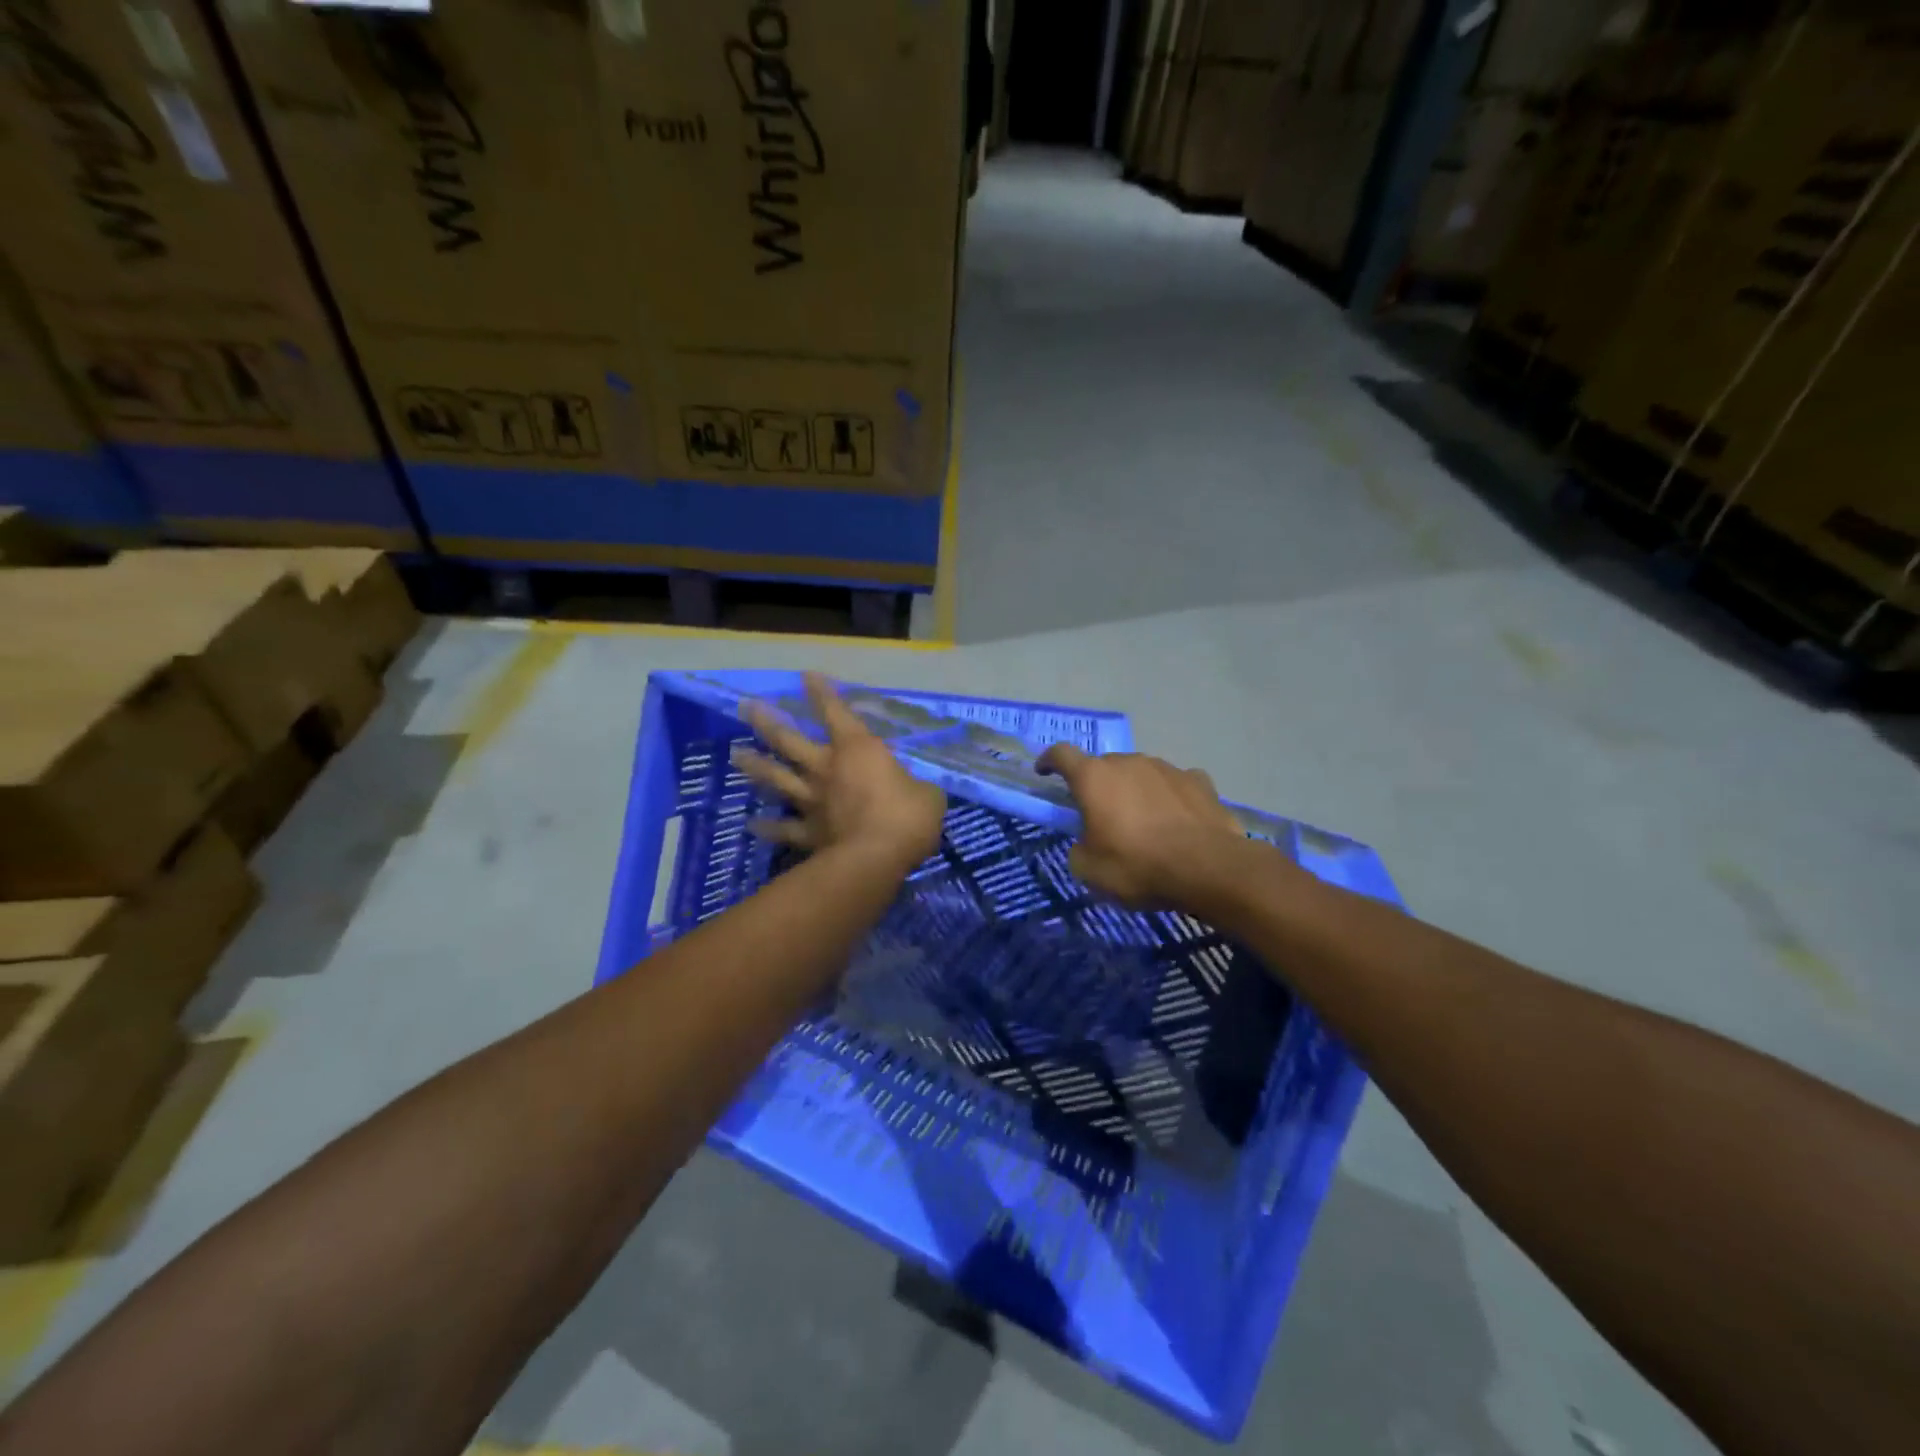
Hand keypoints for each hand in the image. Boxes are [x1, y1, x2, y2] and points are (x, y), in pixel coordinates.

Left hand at [735, 673, 946, 872]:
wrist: (875, 858)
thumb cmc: (907, 817)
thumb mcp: (927, 795)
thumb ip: (916, 787)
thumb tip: (915, 792)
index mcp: (858, 750)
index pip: (836, 712)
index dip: (822, 693)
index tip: (806, 676)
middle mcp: (827, 769)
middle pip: (789, 741)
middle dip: (768, 722)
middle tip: (746, 708)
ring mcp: (813, 800)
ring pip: (777, 779)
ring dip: (756, 767)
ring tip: (736, 755)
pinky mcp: (808, 833)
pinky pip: (783, 828)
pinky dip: (768, 827)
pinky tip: (751, 825)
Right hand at [1036, 745, 1248, 909]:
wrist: (1208, 869)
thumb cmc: (1137, 866)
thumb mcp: (1089, 870)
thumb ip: (1079, 848)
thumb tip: (1086, 842)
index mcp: (1094, 777)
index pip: (1061, 755)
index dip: (1049, 761)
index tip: (1044, 772)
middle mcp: (1128, 762)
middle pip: (1104, 766)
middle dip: (1099, 786)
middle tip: (1102, 817)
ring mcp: (1167, 768)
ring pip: (1141, 773)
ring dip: (1136, 791)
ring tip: (1144, 824)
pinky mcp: (1199, 781)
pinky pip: (1176, 785)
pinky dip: (1171, 798)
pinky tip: (1178, 820)